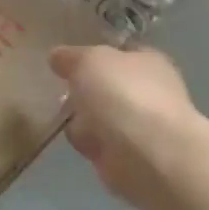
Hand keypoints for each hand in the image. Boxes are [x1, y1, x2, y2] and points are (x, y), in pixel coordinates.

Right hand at [49, 45, 199, 209]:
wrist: (148, 155)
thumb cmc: (123, 95)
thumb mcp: (88, 60)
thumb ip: (71, 56)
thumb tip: (58, 57)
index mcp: (149, 61)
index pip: (120, 52)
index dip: (94, 54)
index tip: (67, 60)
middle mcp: (150, 92)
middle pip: (107, 86)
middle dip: (84, 90)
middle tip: (61, 90)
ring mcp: (142, 126)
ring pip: (100, 116)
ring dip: (82, 119)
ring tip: (64, 118)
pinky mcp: (131, 157)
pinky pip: (99, 143)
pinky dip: (88, 143)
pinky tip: (79, 142)